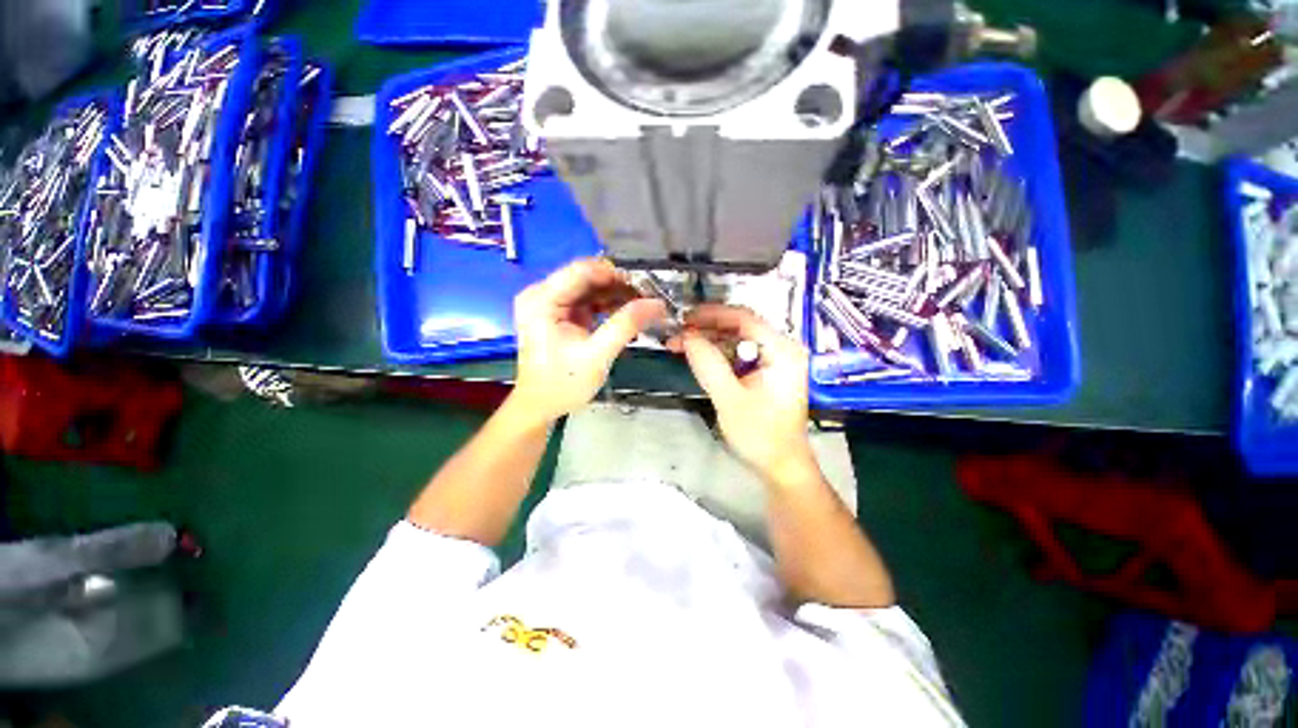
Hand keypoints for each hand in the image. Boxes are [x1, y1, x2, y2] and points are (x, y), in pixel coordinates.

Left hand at [511, 258, 665, 424]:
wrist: (541, 406)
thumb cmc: (563, 384)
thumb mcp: (597, 355)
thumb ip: (626, 325)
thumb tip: (657, 304)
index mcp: (542, 300)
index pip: (582, 271)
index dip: (615, 274)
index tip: (644, 287)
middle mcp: (542, 294)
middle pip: (587, 277)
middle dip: (619, 286)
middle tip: (647, 299)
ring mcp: (551, 303)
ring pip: (591, 287)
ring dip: (616, 295)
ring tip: (642, 307)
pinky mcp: (560, 313)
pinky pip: (589, 300)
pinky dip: (608, 306)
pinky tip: (627, 315)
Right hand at [674, 304, 816, 482]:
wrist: (780, 467)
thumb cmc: (760, 435)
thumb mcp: (730, 399)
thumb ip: (708, 364)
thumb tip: (686, 336)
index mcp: (782, 351)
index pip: (745, 318)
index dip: (712, 314)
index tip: (684, 319)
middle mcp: (781, 348)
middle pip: (739, 326)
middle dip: (706, 329)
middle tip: (676, 335)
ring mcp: (774, 360)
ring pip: (735, 339)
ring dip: (707, 341)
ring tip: (679, 346)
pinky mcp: (764, 371)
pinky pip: (737, 354)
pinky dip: (715, 354)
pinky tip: (696, 357)